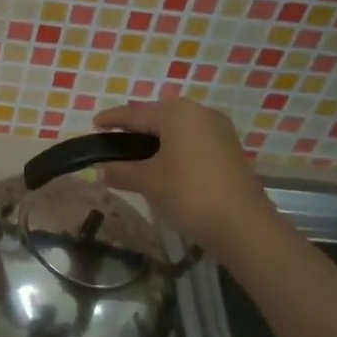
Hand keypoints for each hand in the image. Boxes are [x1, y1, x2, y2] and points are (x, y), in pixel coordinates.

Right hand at [94, 98, 275, 248]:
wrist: (243, 224)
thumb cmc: (189, 193)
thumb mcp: (148, 181)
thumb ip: (120, 171)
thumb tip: (102, 169)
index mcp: (177, 113)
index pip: (135, 113)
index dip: (112, 119)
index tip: (94, 124)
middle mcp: (199, 113)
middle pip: (158, 116)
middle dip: (135, 126)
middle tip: (113, 139)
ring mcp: (218, 130)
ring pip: (177, 128)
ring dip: (155, 138)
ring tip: (135, 152)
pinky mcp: (228, 149)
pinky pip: (192, 140)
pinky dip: (173, 147)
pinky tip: (162, 163)